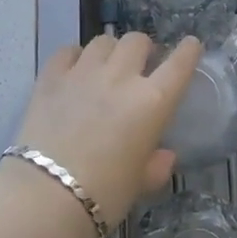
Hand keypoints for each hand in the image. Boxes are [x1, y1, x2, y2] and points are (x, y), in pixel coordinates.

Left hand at [14, 33, 200, 228]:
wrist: (46, 196)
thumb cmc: (104, 195)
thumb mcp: (140, 184)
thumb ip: (156, 166)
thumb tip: (164, 156)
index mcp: (152, 102)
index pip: (179, 64)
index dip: (188, 51)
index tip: (190, 45)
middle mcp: (120, 77)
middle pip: (137, 41)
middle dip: (143, 49)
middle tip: (139, 65)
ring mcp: (83, 72)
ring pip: (103, 41)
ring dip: (110, 50)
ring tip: (106, 66)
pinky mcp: (50, 77)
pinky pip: (68, 51)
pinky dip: (75, 56)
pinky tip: (74, 70)